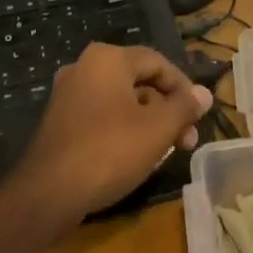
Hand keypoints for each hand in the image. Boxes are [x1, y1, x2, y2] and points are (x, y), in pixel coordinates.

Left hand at [16, 44, 212, 222]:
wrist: (48, 193)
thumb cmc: (110, 150)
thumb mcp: (158, 128)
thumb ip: (185, 107)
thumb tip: (204, 94)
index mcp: (108, 59)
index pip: (159, 62)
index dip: (184, 88)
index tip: (198, 116)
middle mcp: (85, 68)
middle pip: (140, 82)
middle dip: (168, 109)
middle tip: (186, 139)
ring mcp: (68, 95)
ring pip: (122, 101)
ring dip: (149, 122)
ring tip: (167, 151)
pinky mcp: (60, 121)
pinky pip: (102, 116)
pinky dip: (124, 129)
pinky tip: (137, 155)